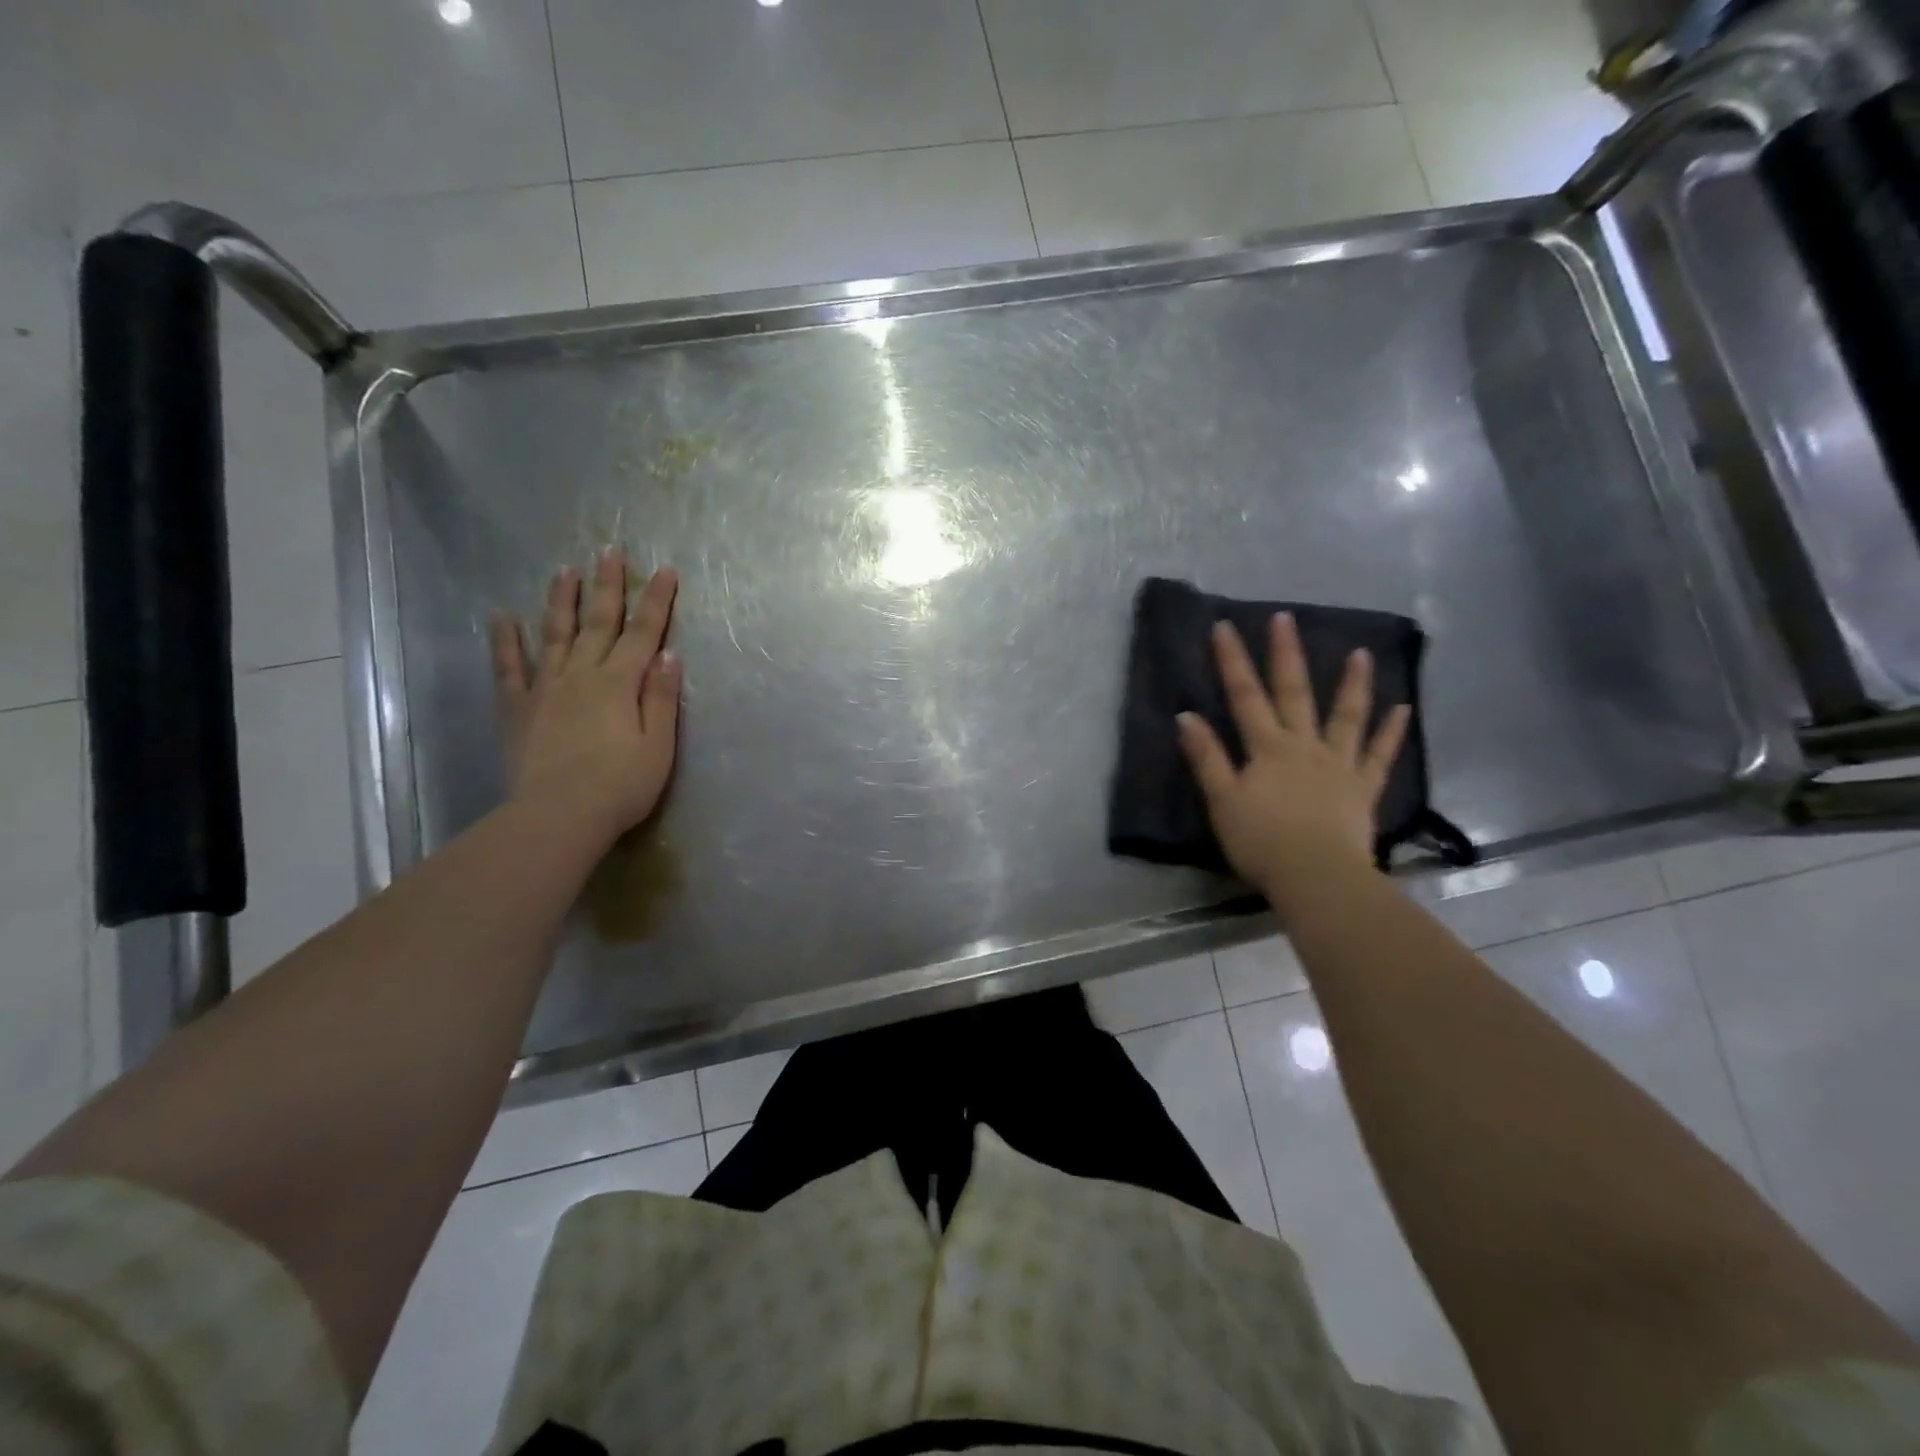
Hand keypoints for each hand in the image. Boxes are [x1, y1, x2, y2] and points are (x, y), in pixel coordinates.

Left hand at [490, 549, 680, 849]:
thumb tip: (668, 654)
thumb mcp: (658, 746)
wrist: (559, 816)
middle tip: (611, 550)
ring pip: (555, 634)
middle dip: (608, 585)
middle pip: (598, 623)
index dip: (656, 601)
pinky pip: (509, 669)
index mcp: (619, 683)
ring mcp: (546, 689)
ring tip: (565, 570)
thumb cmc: (621, 785)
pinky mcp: (519, 709)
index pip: (643, 633)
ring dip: (562, 600)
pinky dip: (505, 642)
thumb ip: (661, 697)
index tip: (665, 570)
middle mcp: (582, 675)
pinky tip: (502, 618)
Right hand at [1177, 613, 1409, 903]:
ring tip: (1361, 653)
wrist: (1316, 877)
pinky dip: (1391, 732)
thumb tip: (1186, 716)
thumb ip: (1206, 758)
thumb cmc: (1262, 842)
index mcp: (1267, 748)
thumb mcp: (1222, 801)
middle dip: (1286, 655)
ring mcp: (1339, 764)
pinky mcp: (1363, 788)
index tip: (1225, 626)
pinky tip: (1403, 709)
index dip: (1232, 661)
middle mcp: (1304, 746)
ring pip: (1346, 716)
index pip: (1245, 696)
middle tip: (1285, 618)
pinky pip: (1380, 756)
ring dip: (1352, 684)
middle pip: (1294, 693)